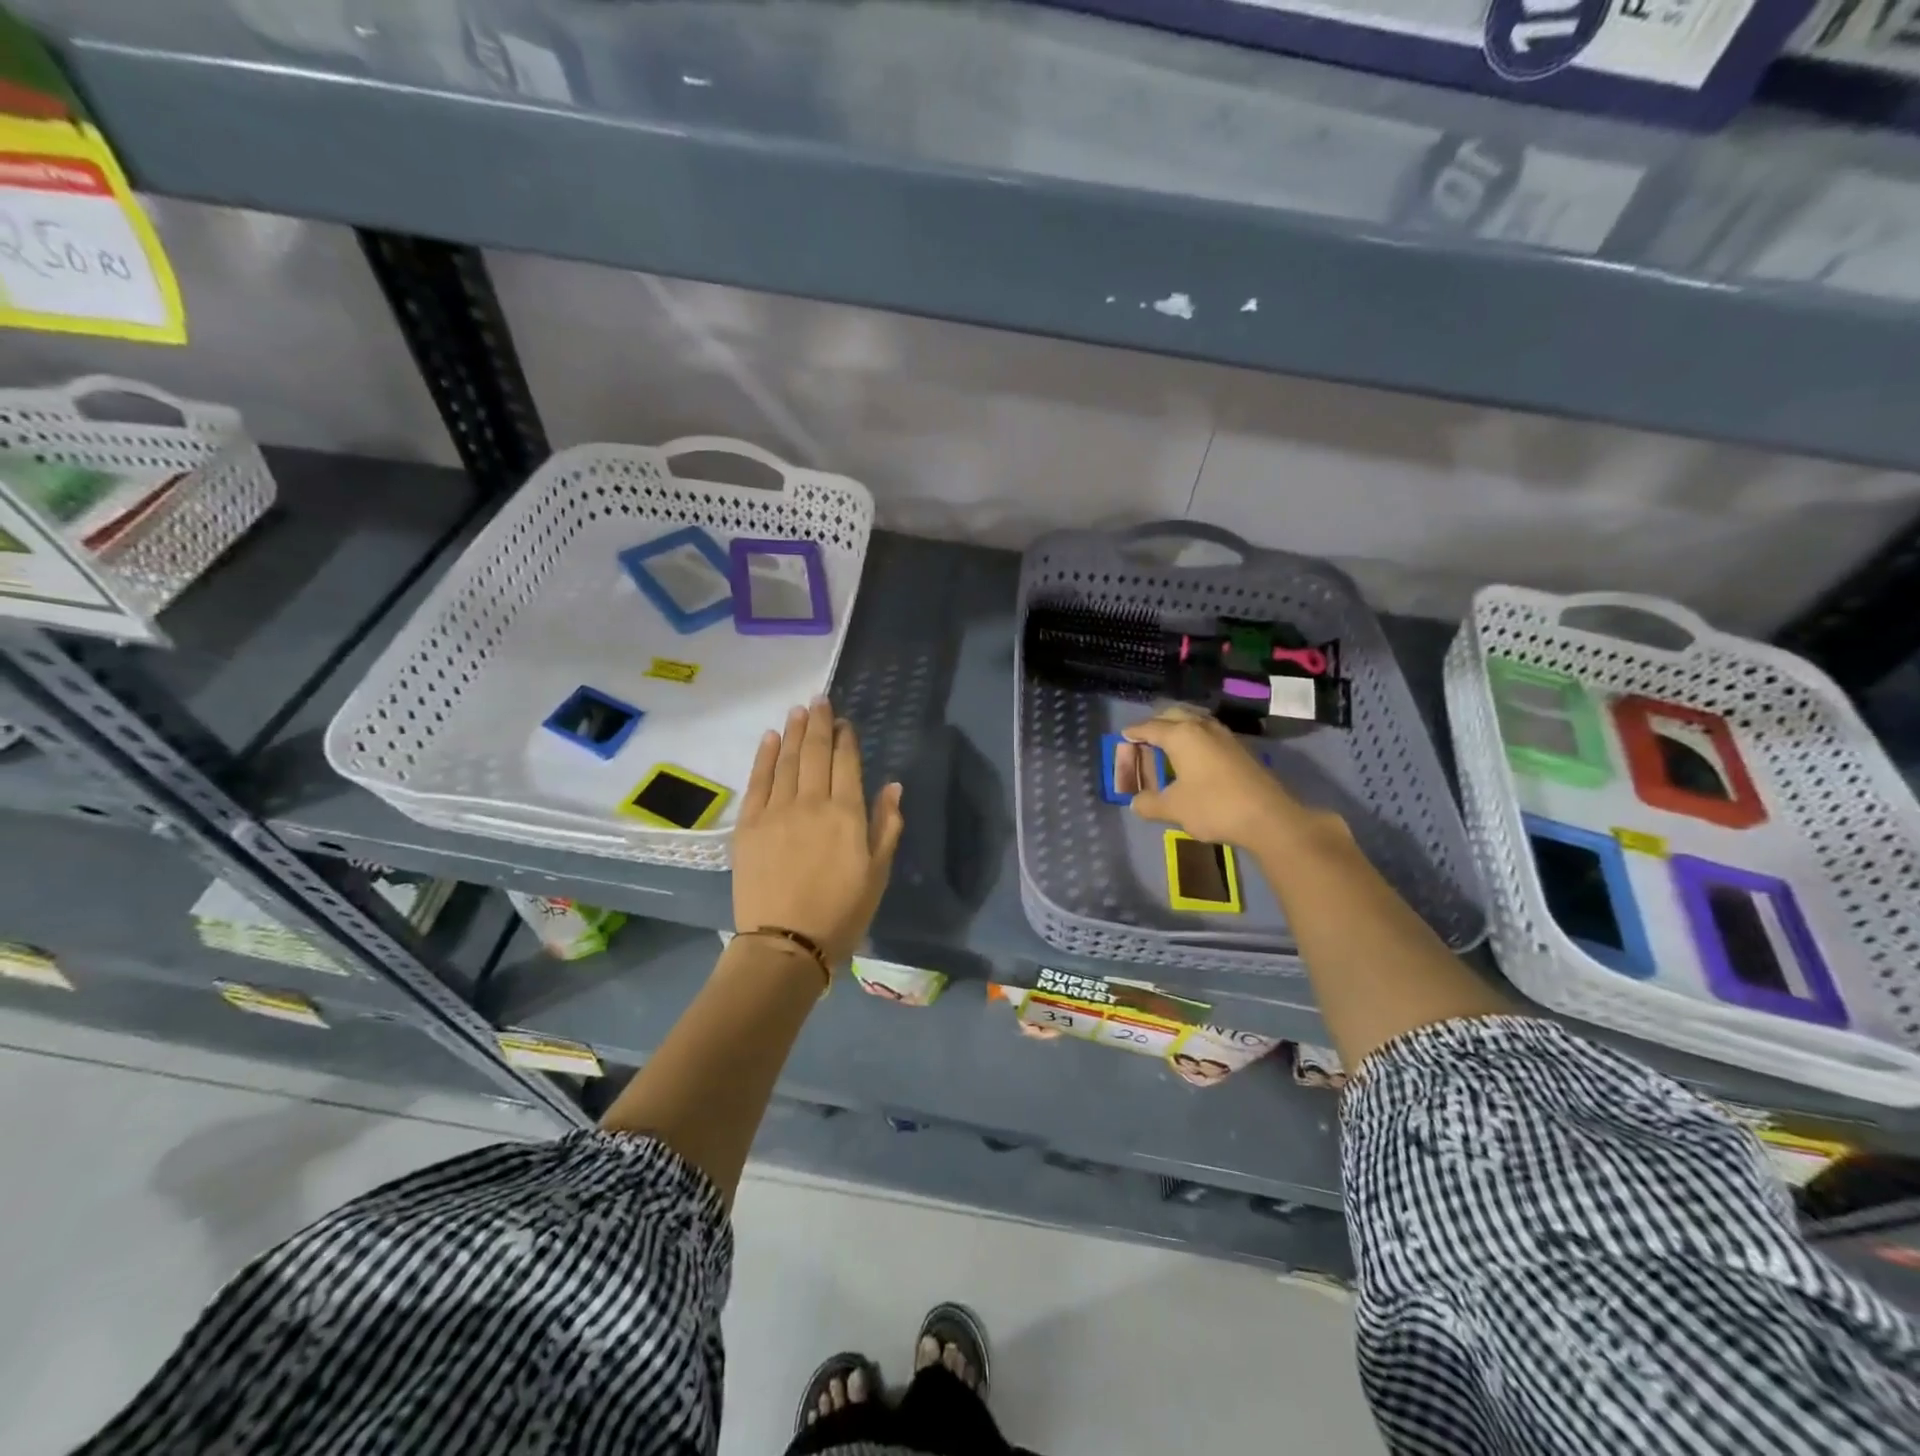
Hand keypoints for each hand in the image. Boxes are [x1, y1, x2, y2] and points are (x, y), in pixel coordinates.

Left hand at [732, 698, 904, 967]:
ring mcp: (777, 810)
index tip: (844, 722)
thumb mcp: (878, 873)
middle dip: (819, 723)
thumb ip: (887, 826)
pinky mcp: (749, 824)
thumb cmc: (842, 913)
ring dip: (793, 732)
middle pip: (815, 752)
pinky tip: (770, 737)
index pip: (847, 763)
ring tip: (798, 710)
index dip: (846, 739)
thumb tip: (893, 786)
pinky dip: (764, 756)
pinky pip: (758, 780)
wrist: (785, 944)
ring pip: (787, 760)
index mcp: (848, 813)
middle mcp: (812, 802)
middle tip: (819, 700)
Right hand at [1123, 709, 1330, 848]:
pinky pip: (1209, 732)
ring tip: (1169, 743)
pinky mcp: (1240, 748)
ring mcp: (1225, 735)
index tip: (1124, 735)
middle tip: (1145, 737)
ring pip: (1195, 720)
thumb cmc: (1214, 807)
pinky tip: (1195, 755)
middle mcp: (1202, 727)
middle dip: (1157, 723)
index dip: (1135, 732)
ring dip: (1179, 726)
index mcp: (1181, 736)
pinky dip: (1195, 736)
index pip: (1150, 728)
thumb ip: (1149, 804)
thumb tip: (1136, 802)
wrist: (1268, 817)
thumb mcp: (1173, 809)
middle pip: (1174, 715)